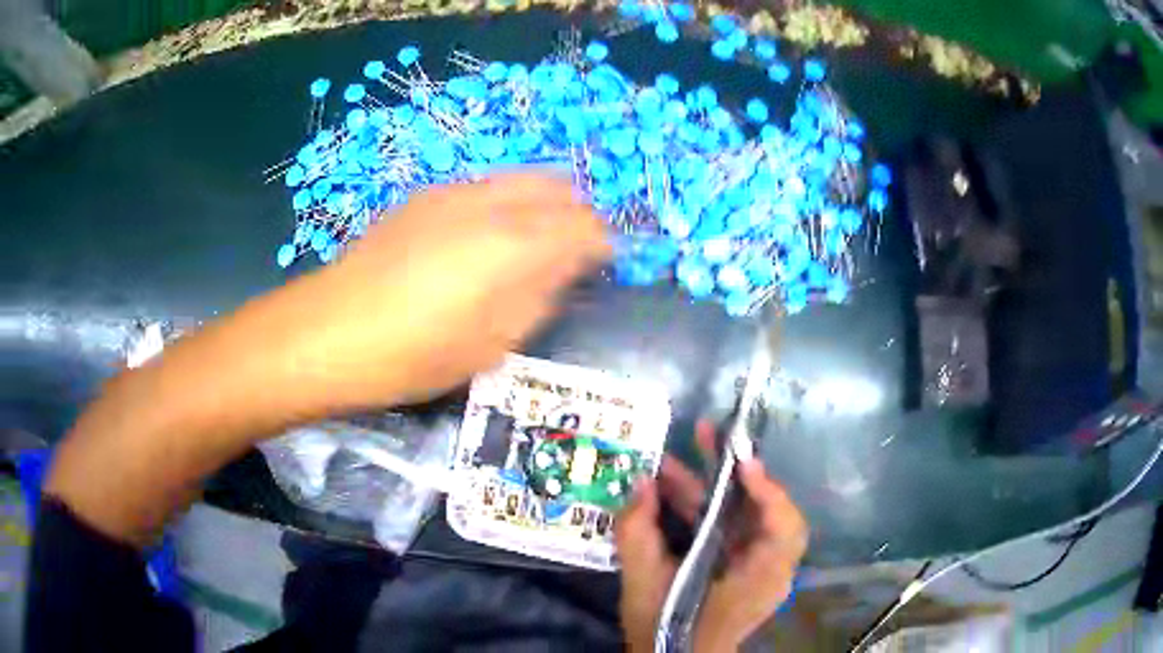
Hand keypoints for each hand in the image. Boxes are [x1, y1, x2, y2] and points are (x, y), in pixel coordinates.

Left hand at [242, 172, 610, 409]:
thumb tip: (565, 271)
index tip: (605, 264)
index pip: (585, 226)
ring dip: (542, 203)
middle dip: (577, 214)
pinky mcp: (424, 196)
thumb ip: (539, 299)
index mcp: (515, 245)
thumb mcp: (491, 345)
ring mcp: (454, 193)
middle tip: (575, 250)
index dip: (603, 243)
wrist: (331, 330)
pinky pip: (485, 186)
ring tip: (535, 239)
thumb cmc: (414, 353)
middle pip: (557, 188)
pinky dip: (505, 201)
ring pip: (521, 179)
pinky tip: (486, 234)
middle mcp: (490, 204)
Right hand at [615, 421, 808, 650]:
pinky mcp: (741, 564)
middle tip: (713, 435)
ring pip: (748, 514)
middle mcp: (769, 568)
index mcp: (759, 578)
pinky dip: (709, 506)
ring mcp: (758, 565)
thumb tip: (639, 483)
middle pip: (769, 509)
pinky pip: (733, 527)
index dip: (769, 492)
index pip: (784, 528)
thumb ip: (637, 534)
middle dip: (742, 471)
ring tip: (687, 450)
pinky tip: (674, 487)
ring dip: (720, 484)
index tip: (742, 461)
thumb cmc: (665, 628)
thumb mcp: (643, 584)